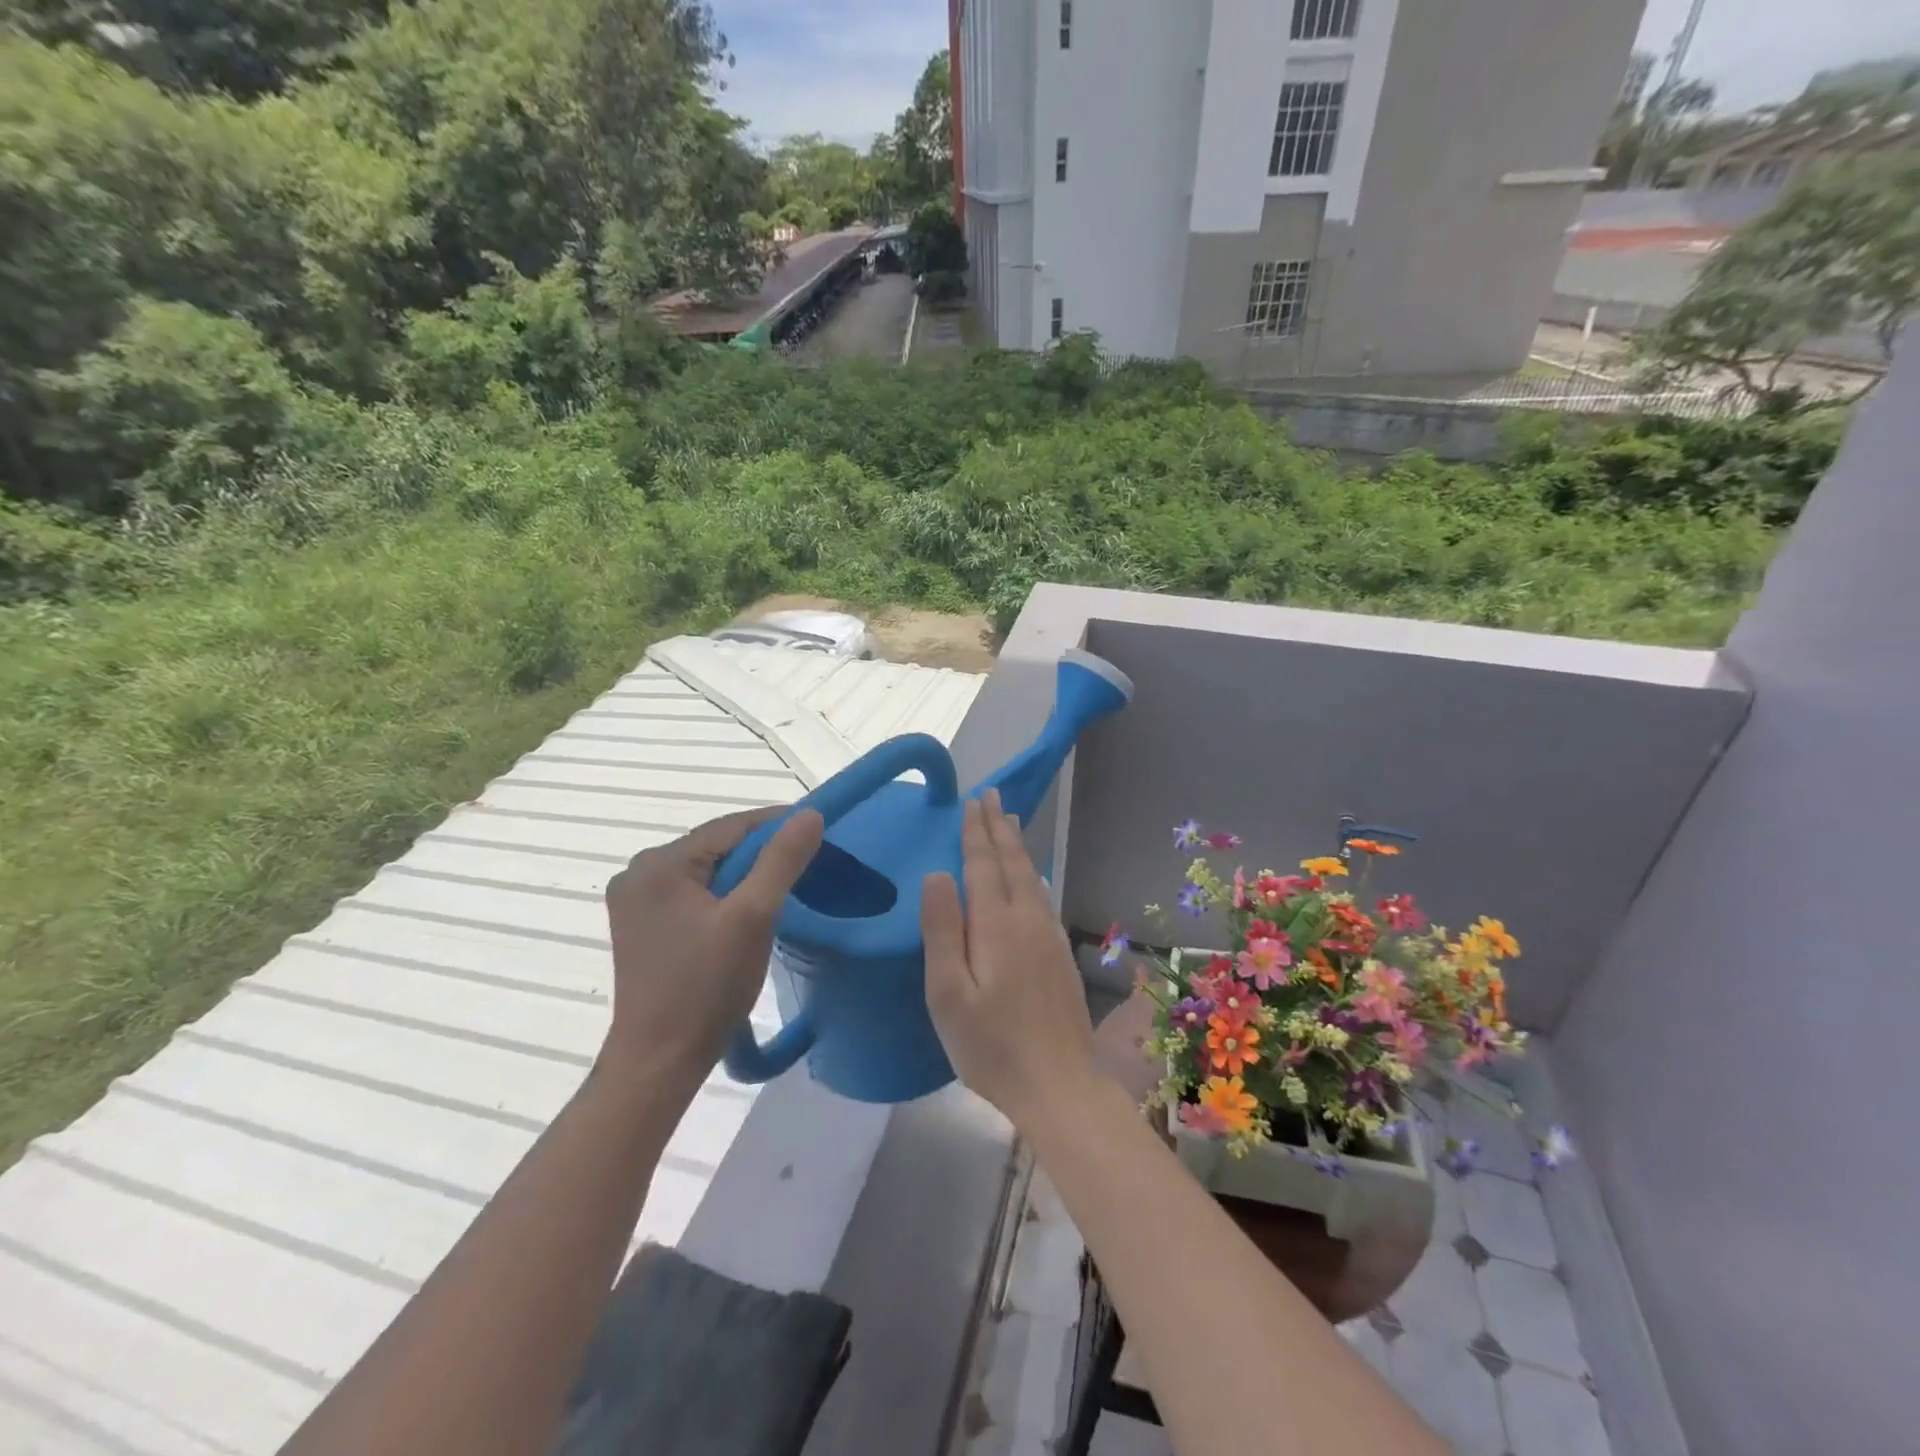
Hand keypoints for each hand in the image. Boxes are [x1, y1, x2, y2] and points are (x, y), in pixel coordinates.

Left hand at [602, 806, 823, 1085]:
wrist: (659, 1061)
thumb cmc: (706, 987)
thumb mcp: (754, 917)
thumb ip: (782, 861)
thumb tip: (810, 813)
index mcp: (660, 863)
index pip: (731, 826)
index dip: (778, 824)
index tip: (819, 829)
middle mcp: (639, 872)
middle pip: (718, 847)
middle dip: (763, 852)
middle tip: (808, 861)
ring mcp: (637, 900)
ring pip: (708, 870)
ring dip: (746, 875)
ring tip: (786, 885)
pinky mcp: (643, 925)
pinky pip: (694, 893)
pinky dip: (725, 895)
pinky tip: (750, 910)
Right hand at [920, 789, 1097, 1130]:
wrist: (1059, 1085)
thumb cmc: (991, 1045)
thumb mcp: (949, 993)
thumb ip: (942, 930)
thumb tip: (937, 875)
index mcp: (997, 925)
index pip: (984, 865)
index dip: (976, 832)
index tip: (973, 801)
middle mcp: (1028, 920)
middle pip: (1013, 862)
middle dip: (1000, 827)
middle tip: (993, 795)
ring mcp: (1050, 937)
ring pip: (1031, 877)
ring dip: (1018, 846)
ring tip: (1011, 822)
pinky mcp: (1060, 955)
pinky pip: (1043, 897)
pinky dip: (1031, 874)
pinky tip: (1031, 878)